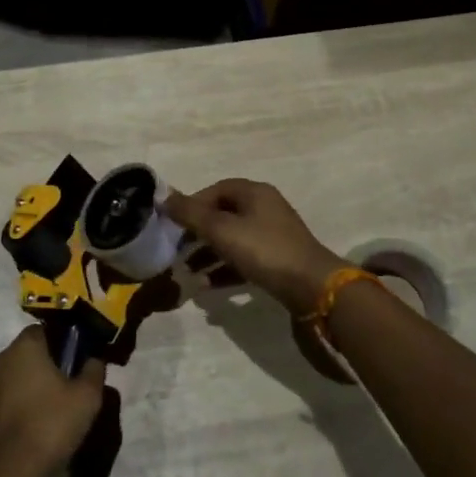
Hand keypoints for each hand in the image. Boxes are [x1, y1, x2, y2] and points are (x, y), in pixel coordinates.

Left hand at [0, 327, 106, 476]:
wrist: (9, 473)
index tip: (72, 364)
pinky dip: (9, 408)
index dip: (60, 344)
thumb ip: (93, 370)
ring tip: (42, 413)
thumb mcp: (87, 397)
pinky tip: (24, 429)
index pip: (43, 331)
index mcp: (24, 348)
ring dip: (23, 387)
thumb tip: (93, 359)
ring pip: (9, 377)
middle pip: (24, 354)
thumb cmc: (51, 425)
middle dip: (41, 366)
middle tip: (61, 389)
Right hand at [162, 178, 351, 316]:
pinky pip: (243, 260)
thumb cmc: (264, 250)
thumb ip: (191, 213)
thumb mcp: (222, 229)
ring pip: (231, 239)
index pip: (215, 190)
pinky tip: (206, 286)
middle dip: (197, 232)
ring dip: (208, 254)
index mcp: (254, 193)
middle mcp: (264, 208)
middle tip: (176, 250)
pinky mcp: (277, 260)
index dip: (192, 204)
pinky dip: (224, 269)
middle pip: (222, 215)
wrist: (312, 287)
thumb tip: (163, 198)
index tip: (173, 224)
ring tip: (187, 271)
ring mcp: (272, 235)